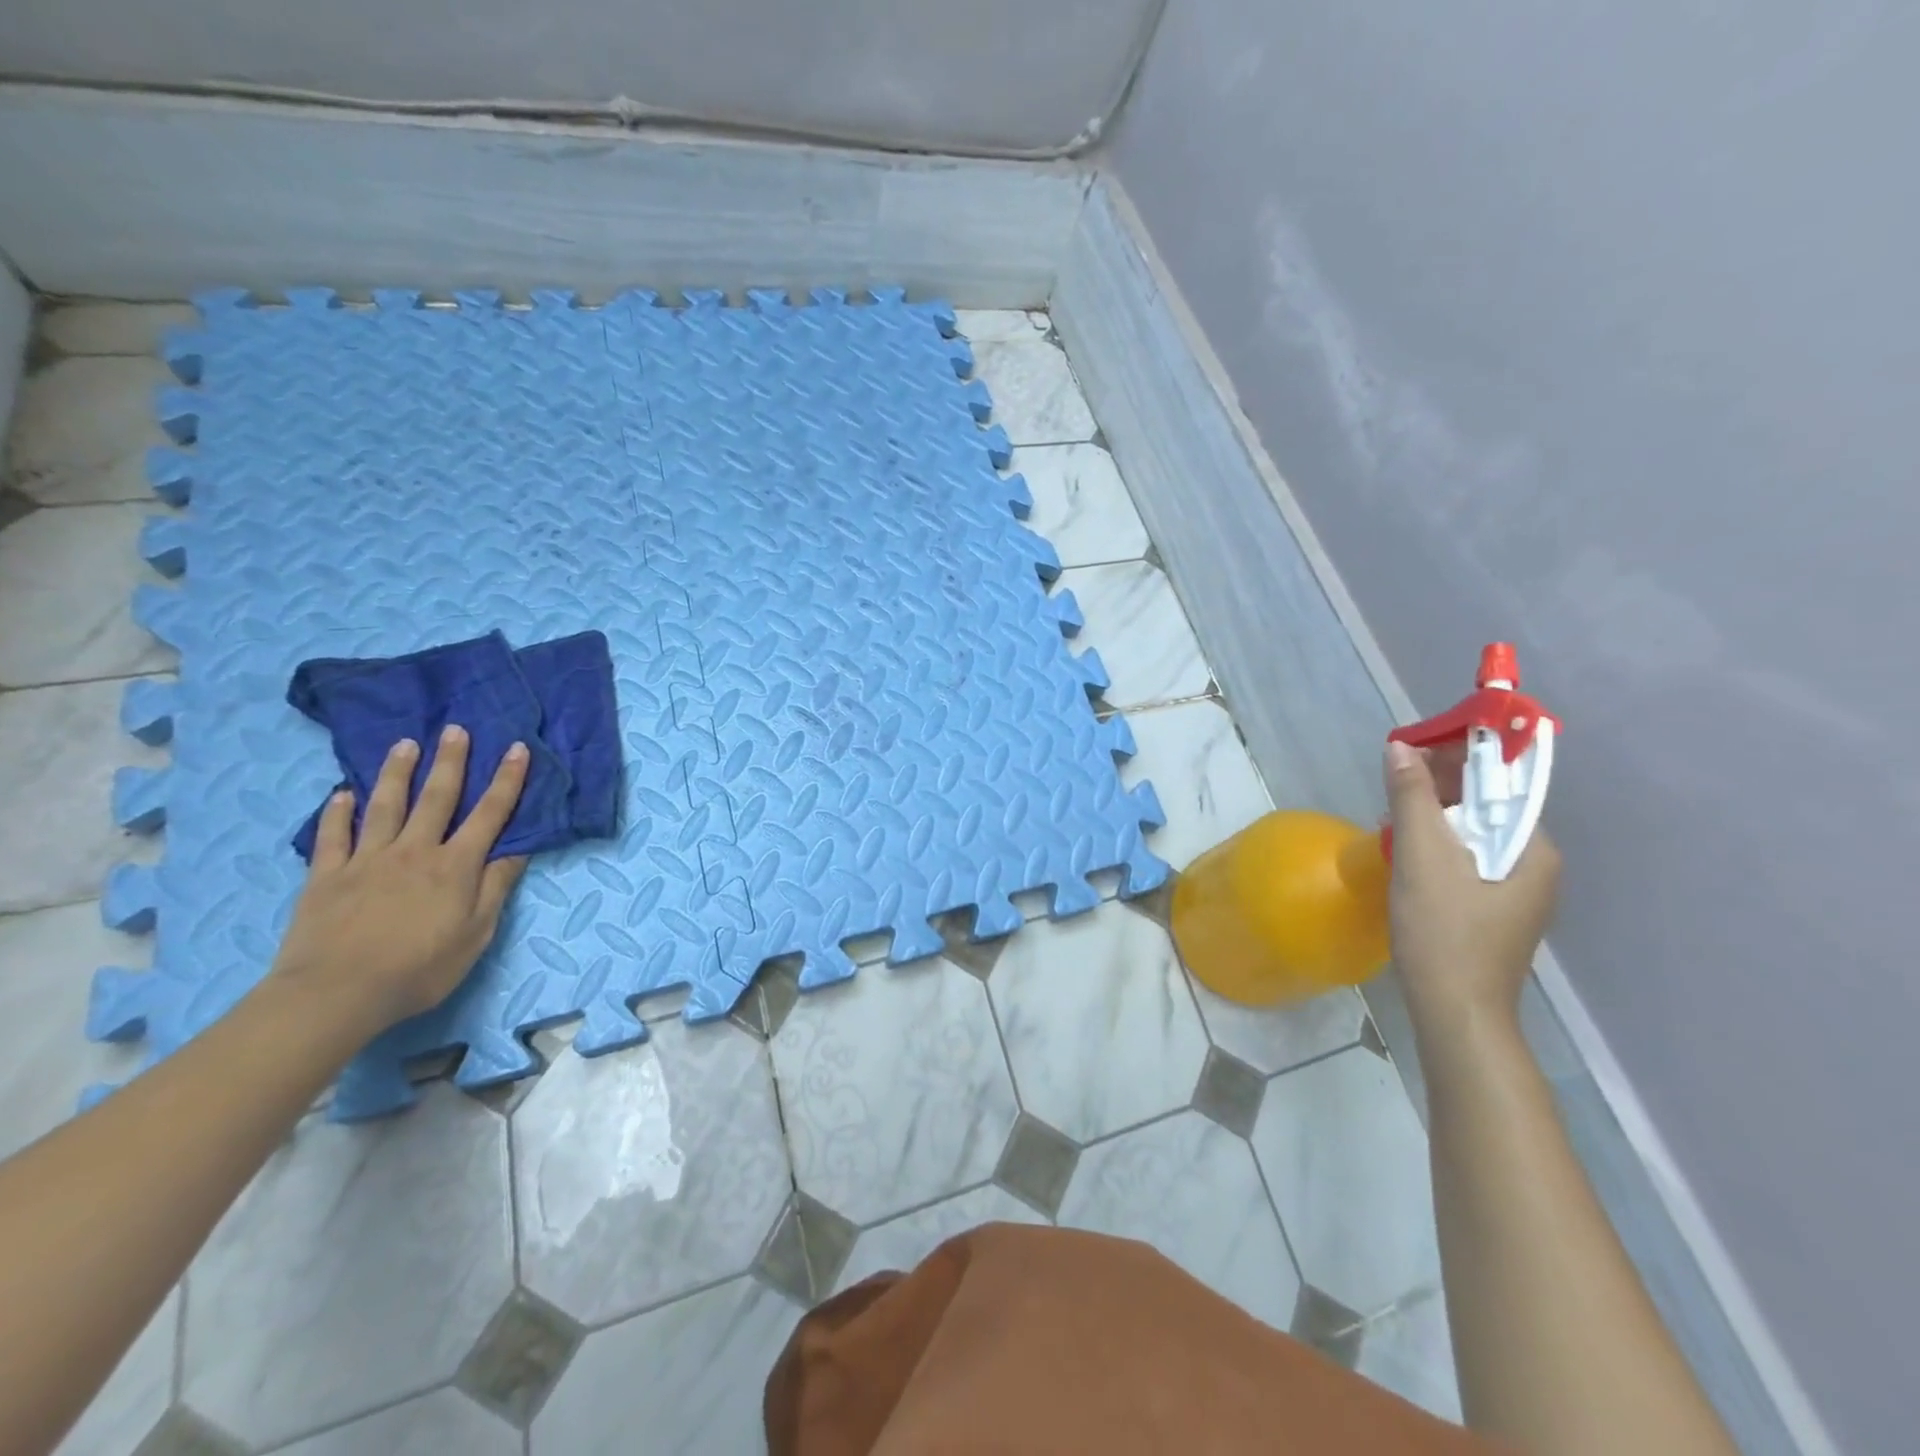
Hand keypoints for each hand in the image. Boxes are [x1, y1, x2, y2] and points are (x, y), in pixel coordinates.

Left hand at [267, 726, 530, 1041]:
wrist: (336, 994)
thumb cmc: (419, 968)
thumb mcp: (476, 934)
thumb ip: (495, 887)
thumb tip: (517, 848)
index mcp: (455, 866)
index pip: (490, 814)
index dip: (507, 780)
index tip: (518, 749)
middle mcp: (414, 851)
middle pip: (436, 798)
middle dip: (450, 761)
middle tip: (455, 729)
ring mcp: (366, 860)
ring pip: (385, 805)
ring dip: (397, 773)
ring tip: (405, 744)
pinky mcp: (326, 876)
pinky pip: (332, 836)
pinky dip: (337, 812)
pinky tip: (342, 793)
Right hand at [1384, 738, 1559, 1034]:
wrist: (1456, 1012)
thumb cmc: (1444, 932)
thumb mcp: (1422, 857)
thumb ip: (1412, 798)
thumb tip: (1400, 747)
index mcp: (1532, 849)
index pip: (1501, 783)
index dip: (1459, 756)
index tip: (1415, 745)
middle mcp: (1533, 865)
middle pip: (1485, 807)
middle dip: (1440, 786)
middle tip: (1394, 778)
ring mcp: (1514, 892)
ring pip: (1471, 835)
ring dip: (1432, 816)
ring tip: (1391, 812)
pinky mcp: (1492, 911)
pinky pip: (1464, 860)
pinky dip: (1435, 846)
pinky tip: (1404, 852)